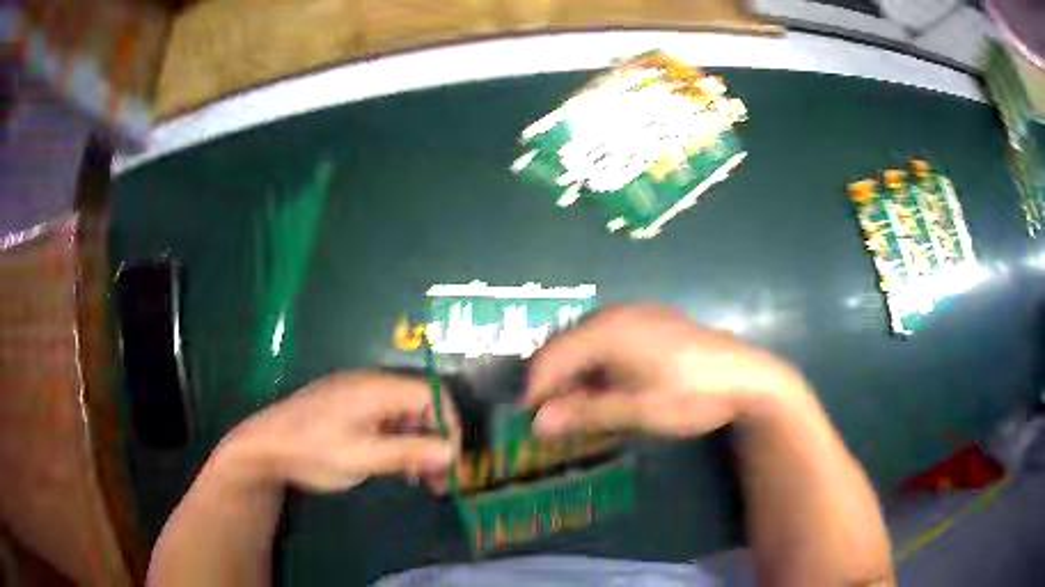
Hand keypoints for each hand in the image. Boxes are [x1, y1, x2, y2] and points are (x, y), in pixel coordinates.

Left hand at [216, 372, 456, 491]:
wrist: (263, 446)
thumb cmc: (312, 451)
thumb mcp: (361, 457)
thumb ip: (407, 453)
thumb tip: (452, 452)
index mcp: (375, 389)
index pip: (432, 394)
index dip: (449, 426)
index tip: (452, 463)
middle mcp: (371, 385)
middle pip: (421, 405)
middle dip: (436, 440)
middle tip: (440, 479)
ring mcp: (359, 396)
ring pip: (405, 415)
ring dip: (419, 445)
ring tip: (421, 479)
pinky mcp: (350, 409)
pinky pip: (387, 421)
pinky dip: (400, 443)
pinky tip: (397, 467)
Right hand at [525, 304, 810, 437]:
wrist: (746, 377)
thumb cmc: (689, 394)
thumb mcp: (636, 410)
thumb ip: (585, 413)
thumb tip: (537, 423)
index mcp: (607, 330)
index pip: (552, 357)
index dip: (535, 389)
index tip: (529, 421)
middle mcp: (616, 314)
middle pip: (567, 346)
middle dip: (555, 383)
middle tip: (553, 419)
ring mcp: (637, 315)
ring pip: (587, 344)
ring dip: (577, 376)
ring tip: (578, 409)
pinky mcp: (652, 324)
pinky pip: (609, 341)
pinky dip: (598, 367)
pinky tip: (608, 390)